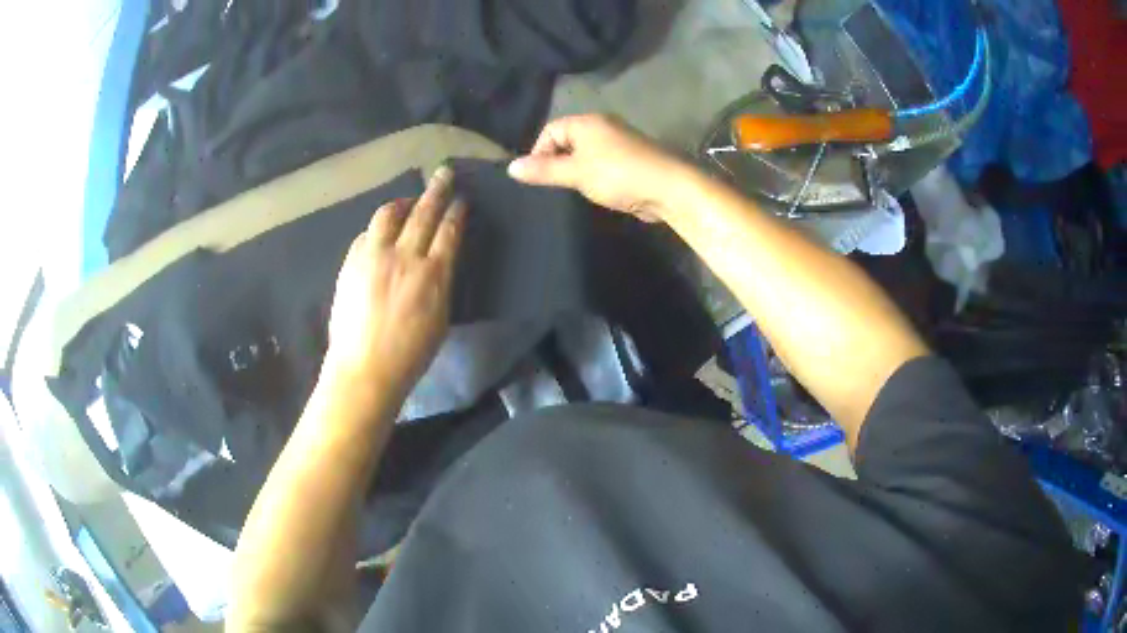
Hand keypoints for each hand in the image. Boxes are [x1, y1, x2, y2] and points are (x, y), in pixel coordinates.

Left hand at [324, 167, 464, 399]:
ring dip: (402, 202)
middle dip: (436, 190)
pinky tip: (381, 232)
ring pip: (388, 214)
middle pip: (423, 212)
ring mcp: (374, 257)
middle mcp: (404, 257)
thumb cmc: (410, 354)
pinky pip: (366, 234)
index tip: (460, 198)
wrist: (365, 368)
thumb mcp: (440, 318)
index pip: (448, 230)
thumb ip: (440, 282)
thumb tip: (439, 260)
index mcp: (433, 274)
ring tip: (407, 201)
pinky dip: (377, 228)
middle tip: (444, 174)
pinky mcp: (351, 263)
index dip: (456, 210)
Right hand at [507, 114, 693, 221]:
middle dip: (557, 162)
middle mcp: (603, 126)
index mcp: (588, 122)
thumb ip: (543, 170)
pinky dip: (594, 177)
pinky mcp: (630, 161)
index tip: (538, 177)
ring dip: (576, 172)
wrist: (670, 188)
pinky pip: (602, 165)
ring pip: (585, 155)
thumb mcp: (576, 173)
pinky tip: (595, 194)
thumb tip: (510, 167)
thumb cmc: (619, 174)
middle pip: (567, 141)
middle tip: (553, 186)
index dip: (539, 151)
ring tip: (573, 192)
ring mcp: (619, 143)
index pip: (551, 130)